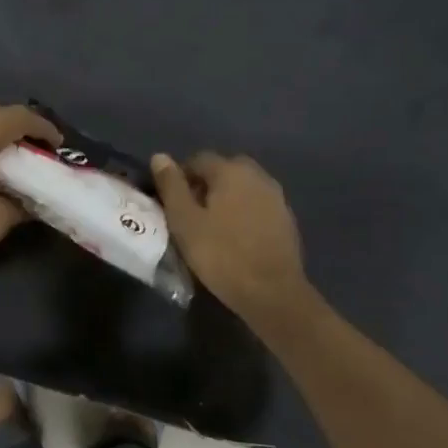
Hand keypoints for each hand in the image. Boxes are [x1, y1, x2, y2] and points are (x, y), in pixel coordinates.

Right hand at [151, 152, 312, 326]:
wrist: (272, 291)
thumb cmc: (221, 255)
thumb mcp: (184, 221)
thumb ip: (171, 186)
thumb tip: (160, 156)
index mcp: (231, 170)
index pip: (199, 159)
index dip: (180, 177)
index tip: (170, 202)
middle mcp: (257, 175)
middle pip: (224, 171)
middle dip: (205, 186)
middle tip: (190, 215)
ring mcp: (276, 197)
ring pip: (243, 188)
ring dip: (226, 199)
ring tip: (211, 227)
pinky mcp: (286, 219)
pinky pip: (257, 206)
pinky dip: (244, 213)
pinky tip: (236, 237)